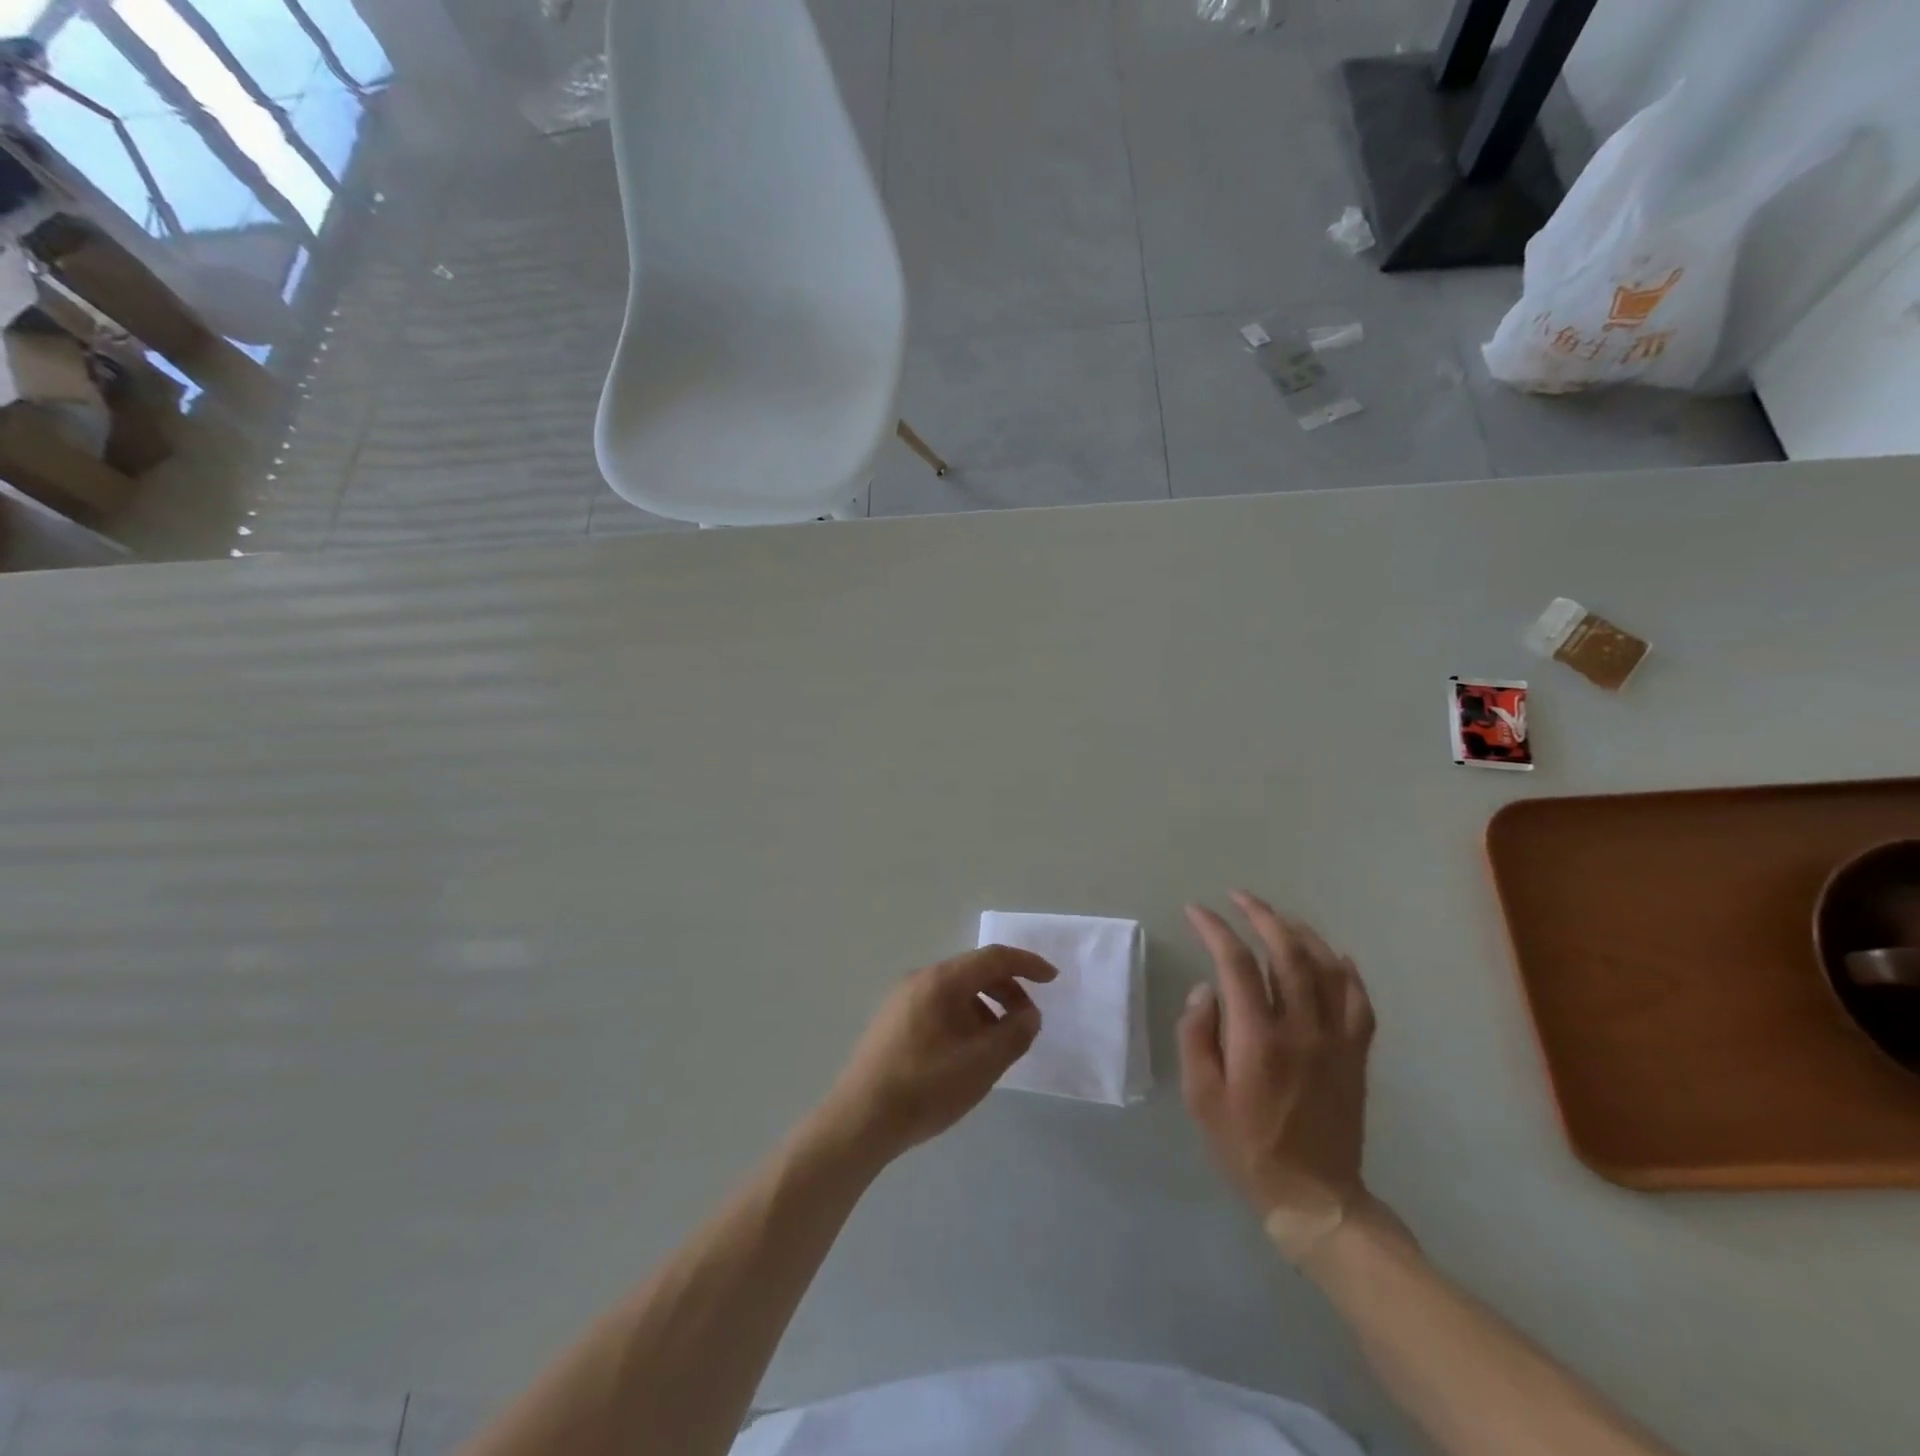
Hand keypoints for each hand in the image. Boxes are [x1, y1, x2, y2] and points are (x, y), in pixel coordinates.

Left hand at [816, 946, 1057, 1164]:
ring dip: (986, 1007)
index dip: (1027, 964)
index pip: (993, 957)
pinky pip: (939, 1006)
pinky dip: (964, 1017)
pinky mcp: (893, 1021)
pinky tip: (967, 1052)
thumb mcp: (982, 1064)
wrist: (860, 1119)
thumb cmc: (926, 1087)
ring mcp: (902, 999)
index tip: (1053, 979)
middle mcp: (920, 979)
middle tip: (1027, 1021)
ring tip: (999, 1043)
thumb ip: (1015, 1034)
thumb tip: (1029, 1014)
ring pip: (956, 991)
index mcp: (942, 980)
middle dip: (1008, 990)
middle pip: (973, 971)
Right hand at [1179, 891, 1378, 1263]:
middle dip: (1261, 916)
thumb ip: (1197, 1036)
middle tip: (1239, 897)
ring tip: (1279, 917)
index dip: (1215, 929)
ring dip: (1301, 933)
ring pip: (1326, 968)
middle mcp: (1302, 1029)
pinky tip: (1334, 955)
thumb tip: (1206, 989)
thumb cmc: (1247, 1146)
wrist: (1315, 1196)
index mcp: (1258, 1039)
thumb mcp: (1201, 1097)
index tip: (1196, 911)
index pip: (1235, 964)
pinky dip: (1347, 970)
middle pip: (1286, 953)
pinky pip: (1359, 1000)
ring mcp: (1336, 1040)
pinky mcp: (1357, 1054)